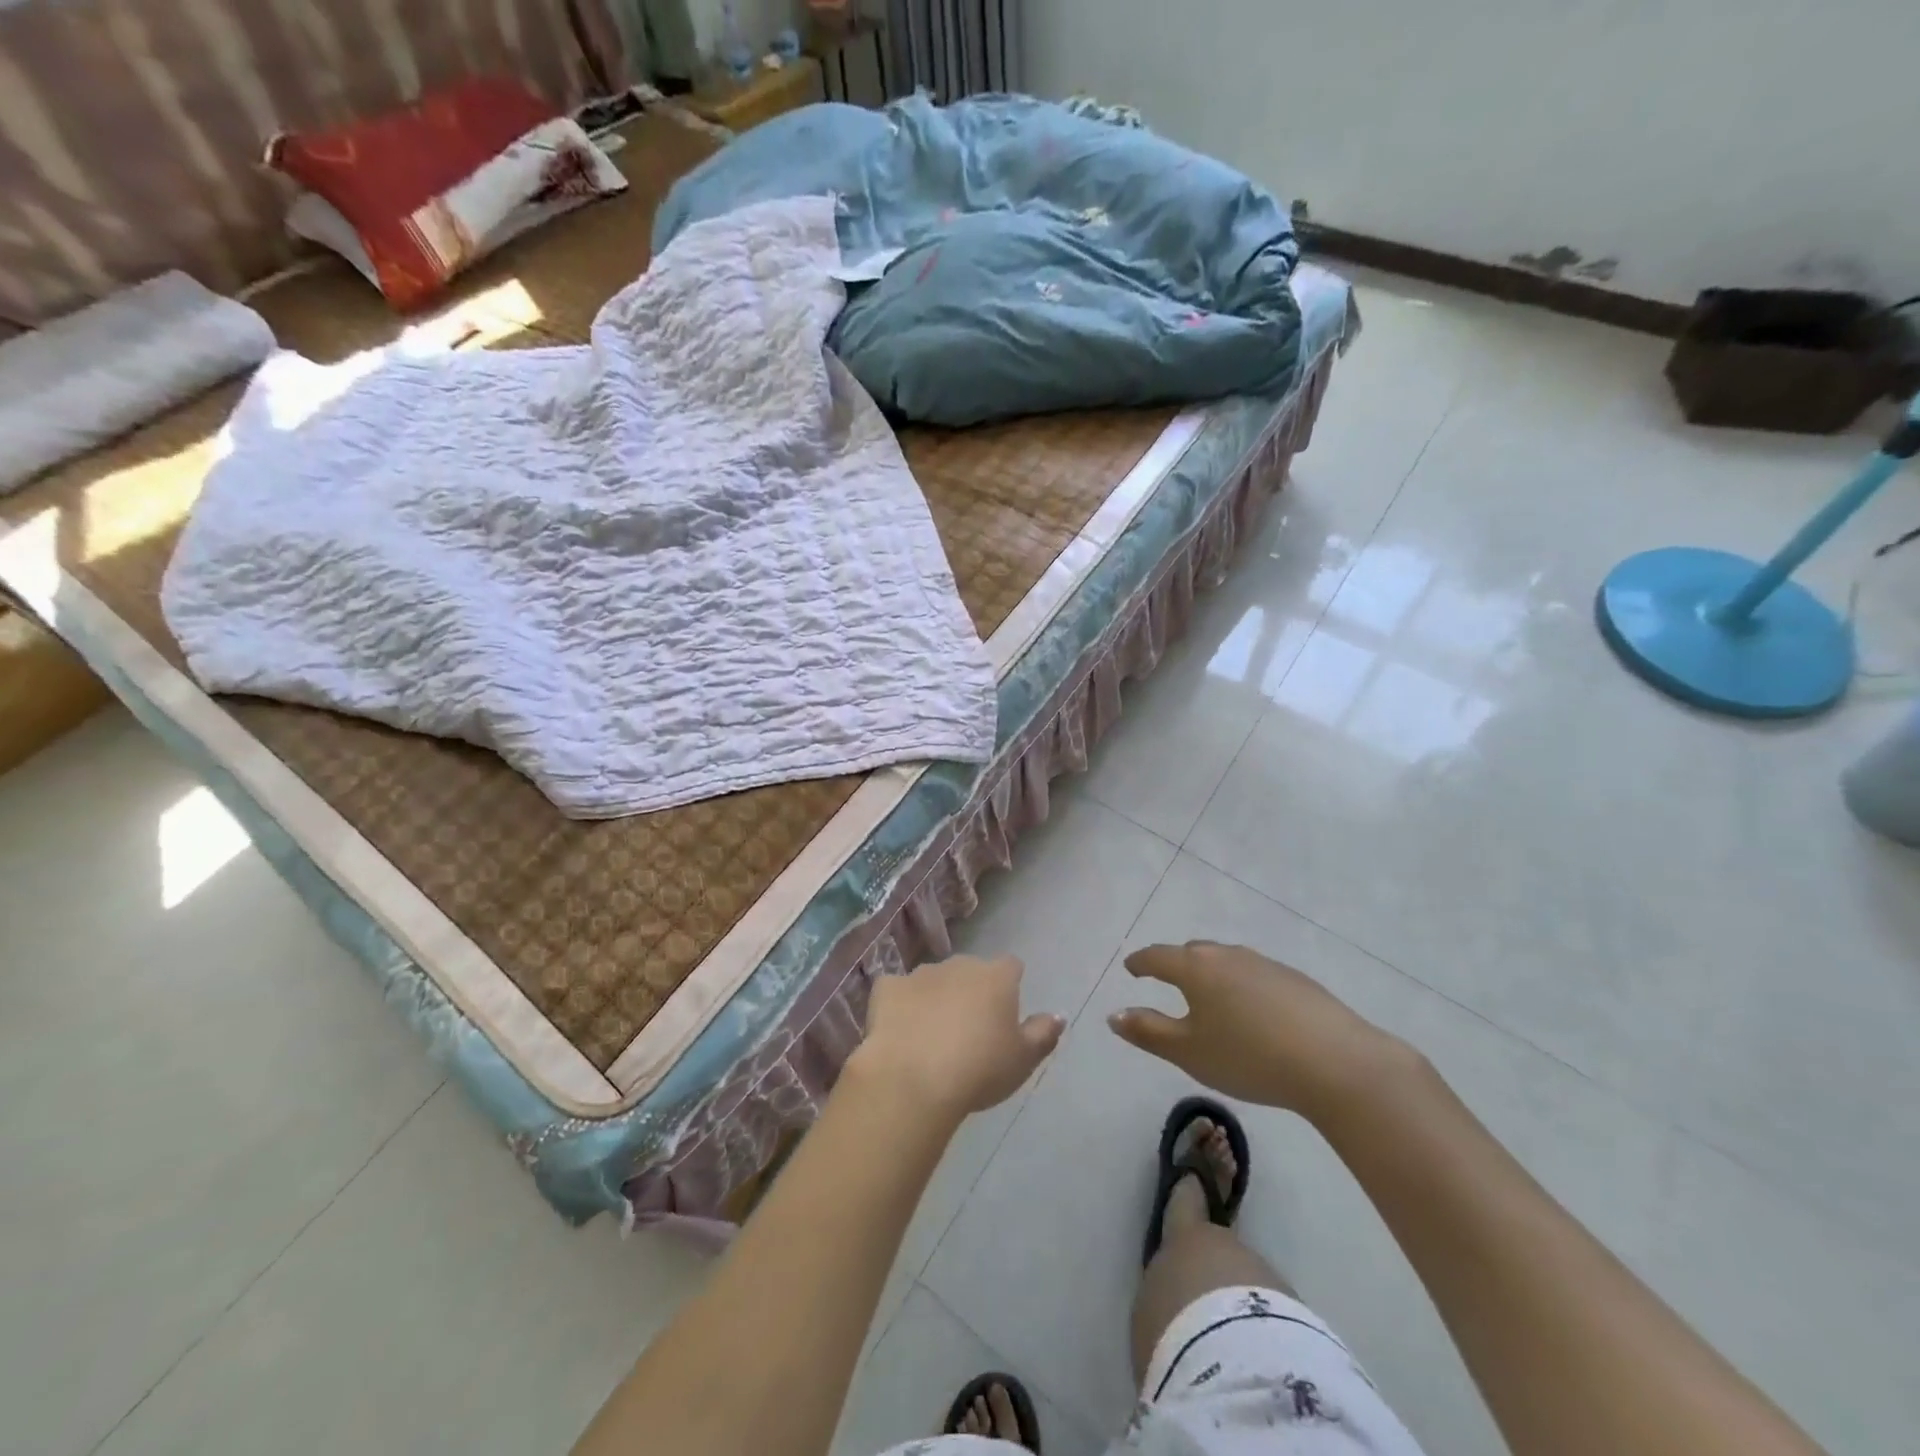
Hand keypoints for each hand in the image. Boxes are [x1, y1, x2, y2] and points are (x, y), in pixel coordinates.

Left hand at [855, 955, 1064, 1120]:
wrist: (913, 1079)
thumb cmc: (978, 1070)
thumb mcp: (1022, 1060)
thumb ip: (1043, 1034)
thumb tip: (1059, 1015)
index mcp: (996, 977)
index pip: (1011, 966)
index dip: (1010, 986)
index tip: (1005, 1013)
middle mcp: (959, 965)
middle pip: (970, 971)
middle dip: (970, 992)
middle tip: (969, 1031)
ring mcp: (920, 973)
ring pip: (934, 980)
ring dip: (936, 998)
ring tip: (932, 1037)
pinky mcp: (887, 987)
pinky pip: (897, 991)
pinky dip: (899, 1005)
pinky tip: (899, 1030)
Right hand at [1108, 942, 1413, 1124]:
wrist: (1336, 1062)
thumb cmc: (1249, 1057)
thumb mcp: (1189, 1052)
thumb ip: (1148, 1031)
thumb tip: (1114, 1015)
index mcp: (1196, 968)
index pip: (1158, 956)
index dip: (1141, 963)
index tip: (1131, 968)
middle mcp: (1228, 955)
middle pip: (1193, 953)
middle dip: (1176, 964)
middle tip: (1167, 981)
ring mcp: (1265, 964)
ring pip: (1227, 962)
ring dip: (1211, 975)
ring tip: (1210, 999)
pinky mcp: (1296, 980)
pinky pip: (1255, 975)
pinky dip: (1242, 987)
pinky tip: (1253, 1014)